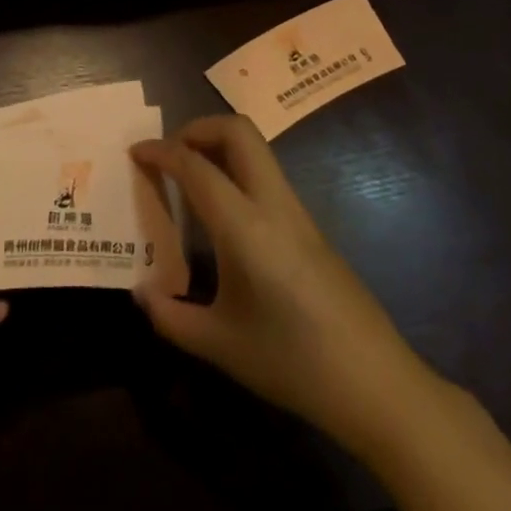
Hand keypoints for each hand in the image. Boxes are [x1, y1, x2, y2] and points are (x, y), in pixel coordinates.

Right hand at [130, 116, 422, 456]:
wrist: (376, 383)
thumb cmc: (292, 362)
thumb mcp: (220, 345)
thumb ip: (170, 317)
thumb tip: (141, 292)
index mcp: (245, 225)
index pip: (195, 166)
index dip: (160, 151)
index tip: (135, 152)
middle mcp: (272, 204)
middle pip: (238, 131)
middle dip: (197, 128)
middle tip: (169, 155)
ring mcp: (297, 212)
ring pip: (256, 149)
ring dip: (218, 146)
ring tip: (188, 179)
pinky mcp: (310, 226)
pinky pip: (266, 176)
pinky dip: (236, 170)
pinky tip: (221, 213)